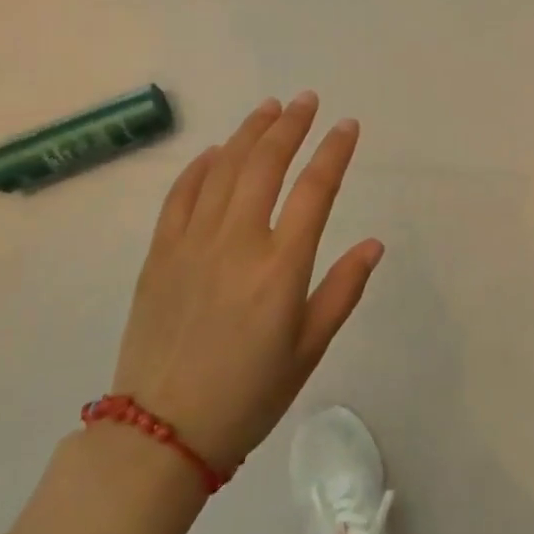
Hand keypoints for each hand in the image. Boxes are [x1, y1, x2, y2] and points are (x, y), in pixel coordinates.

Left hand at [112, 93, 383, 472]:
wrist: (161, 433)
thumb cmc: (248, 395)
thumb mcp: (308, 349)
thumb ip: (342, 290)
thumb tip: (374, 243)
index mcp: (280, 267)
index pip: (315, 189)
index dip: (334, 151)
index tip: (347, 125)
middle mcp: (237, 241)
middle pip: (266, 164)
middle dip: (290, 125)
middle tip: (306, 100)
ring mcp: (193, 242)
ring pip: (223, 168)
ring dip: (248, 133)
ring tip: (268, 108)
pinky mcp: (160, 252)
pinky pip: (180, 194)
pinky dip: (200, 166)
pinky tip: (214, 151)